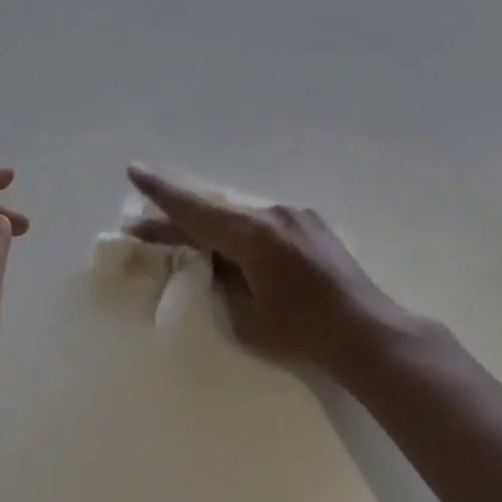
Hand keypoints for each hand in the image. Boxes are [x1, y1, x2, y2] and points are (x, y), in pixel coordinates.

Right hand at [127, 165, 427, 374]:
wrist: (366, 332)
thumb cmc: (302, 332)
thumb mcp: (246, 317)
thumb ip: (221, 283)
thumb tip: (213, 263)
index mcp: (253, 234)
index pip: (195, 210)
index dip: (161, 193)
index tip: (134, 169)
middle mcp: (274, 214)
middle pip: (217, 211)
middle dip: (181, 220)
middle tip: (146, 227)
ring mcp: (297, 216)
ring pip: (242, 216)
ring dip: (215, 228)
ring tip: (191, 245)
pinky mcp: (313, 226)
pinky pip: (266, 223)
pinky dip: (244, 234)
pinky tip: (238, 253)